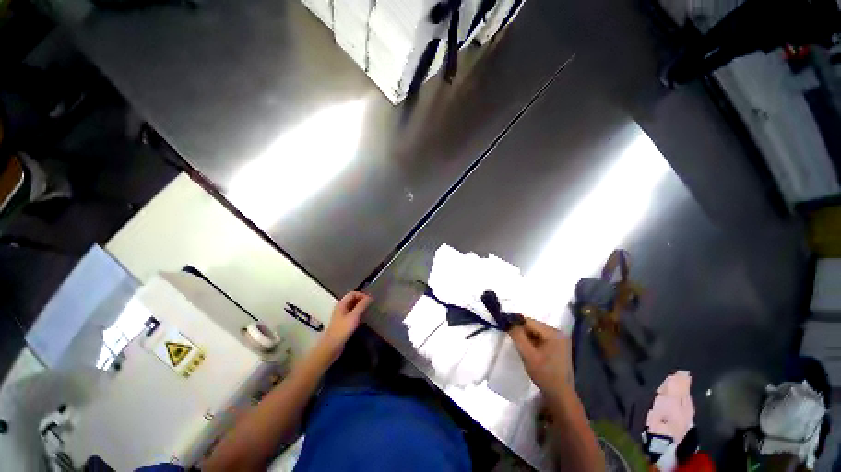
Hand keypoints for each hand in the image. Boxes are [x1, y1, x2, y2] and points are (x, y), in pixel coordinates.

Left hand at [320, 291, 371, 355]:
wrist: (332, 346)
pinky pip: (351, 314)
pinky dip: (358, 313)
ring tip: (368, 311)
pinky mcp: (343, 322)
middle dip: (361, 300)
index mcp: (341, 304)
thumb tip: (370, 297)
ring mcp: (341, 315)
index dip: (362, 295)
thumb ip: (362, 305)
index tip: (370, 300)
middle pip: (352, 299)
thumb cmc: (343, 329)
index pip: (353, 293)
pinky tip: (362, 319)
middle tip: (370, 305)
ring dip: (360, 307)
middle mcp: (340, 307)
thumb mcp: (354, 316)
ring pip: (352, 307)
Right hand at [508, 317, 573, 397]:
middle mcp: (558, 333)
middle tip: (513, 340)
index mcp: (553, 333)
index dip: (515, 323)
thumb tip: (508, 321)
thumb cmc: (544, 374)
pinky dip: (532, 341)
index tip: (504, 327)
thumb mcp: (527, 354)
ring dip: (526, 337)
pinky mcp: (557, 346)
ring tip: (521, 347)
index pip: (529, 321)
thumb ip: (517, 336)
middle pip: (533, 326)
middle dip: (521, 331)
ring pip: (535, 332)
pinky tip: (529, 350)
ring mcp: (559, 340)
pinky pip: (540, 338)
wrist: (560, 395)